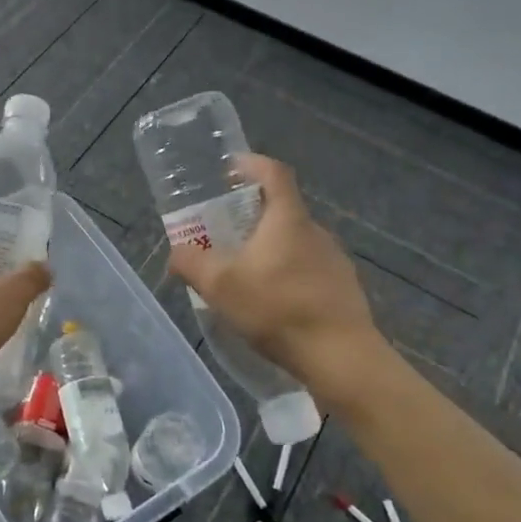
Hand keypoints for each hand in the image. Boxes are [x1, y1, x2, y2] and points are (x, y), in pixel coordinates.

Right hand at [167, 155, 383, 386]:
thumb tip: (177, 252)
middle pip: (283, 208)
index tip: (230, 169)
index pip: (273, 173)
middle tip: (225, 229)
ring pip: (295, 241)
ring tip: (245, 270)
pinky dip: (287, 273)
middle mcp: (315, 231)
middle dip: (253, 213)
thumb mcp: (220, 286)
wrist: (341, 356)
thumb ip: (191, 263)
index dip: (251, 164)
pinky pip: (309, 268)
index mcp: (288, 219)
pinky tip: (273, 301)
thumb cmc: (278, 309)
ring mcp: (334, 260)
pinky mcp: (343, 288)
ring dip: (271, 246)